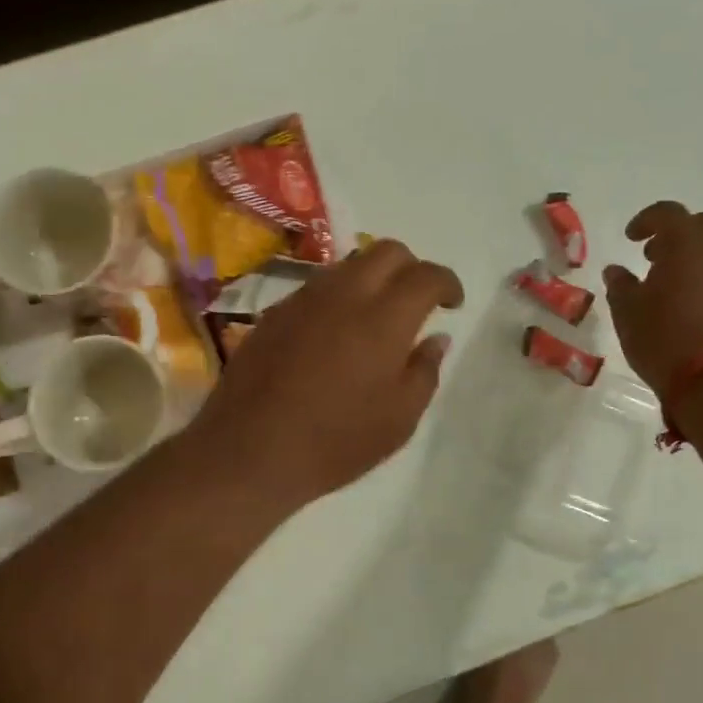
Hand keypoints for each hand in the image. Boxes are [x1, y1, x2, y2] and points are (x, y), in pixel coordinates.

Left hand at [189, 240, 463, 508]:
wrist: (249, 451)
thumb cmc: (335, 442)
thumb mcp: (399, 419)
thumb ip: (424, 370)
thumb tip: (436, 338)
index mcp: (383, 318)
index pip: (425, 275)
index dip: (447, 283)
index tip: (453, 303)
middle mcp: (344, 294)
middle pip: (387, 251)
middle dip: (412, 267)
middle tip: (418, 301)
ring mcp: (303, 299)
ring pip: (348, 264)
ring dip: (373, 278)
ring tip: (376, 316)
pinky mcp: (274, 312)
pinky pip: (317, 286)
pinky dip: (338, 296)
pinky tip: (334, 332)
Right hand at [602, 201, 702, 404]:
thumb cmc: (664, 340)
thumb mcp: (627, 312)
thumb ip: (620, 285)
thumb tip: (616, 271)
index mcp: (686, 246)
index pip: (669, 213)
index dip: (647, 220)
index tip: (630, 237)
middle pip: (701, 225)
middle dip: (676, 232)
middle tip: (651, 255)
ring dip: (691, 256)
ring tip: (665, 283)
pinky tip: (684, 305)